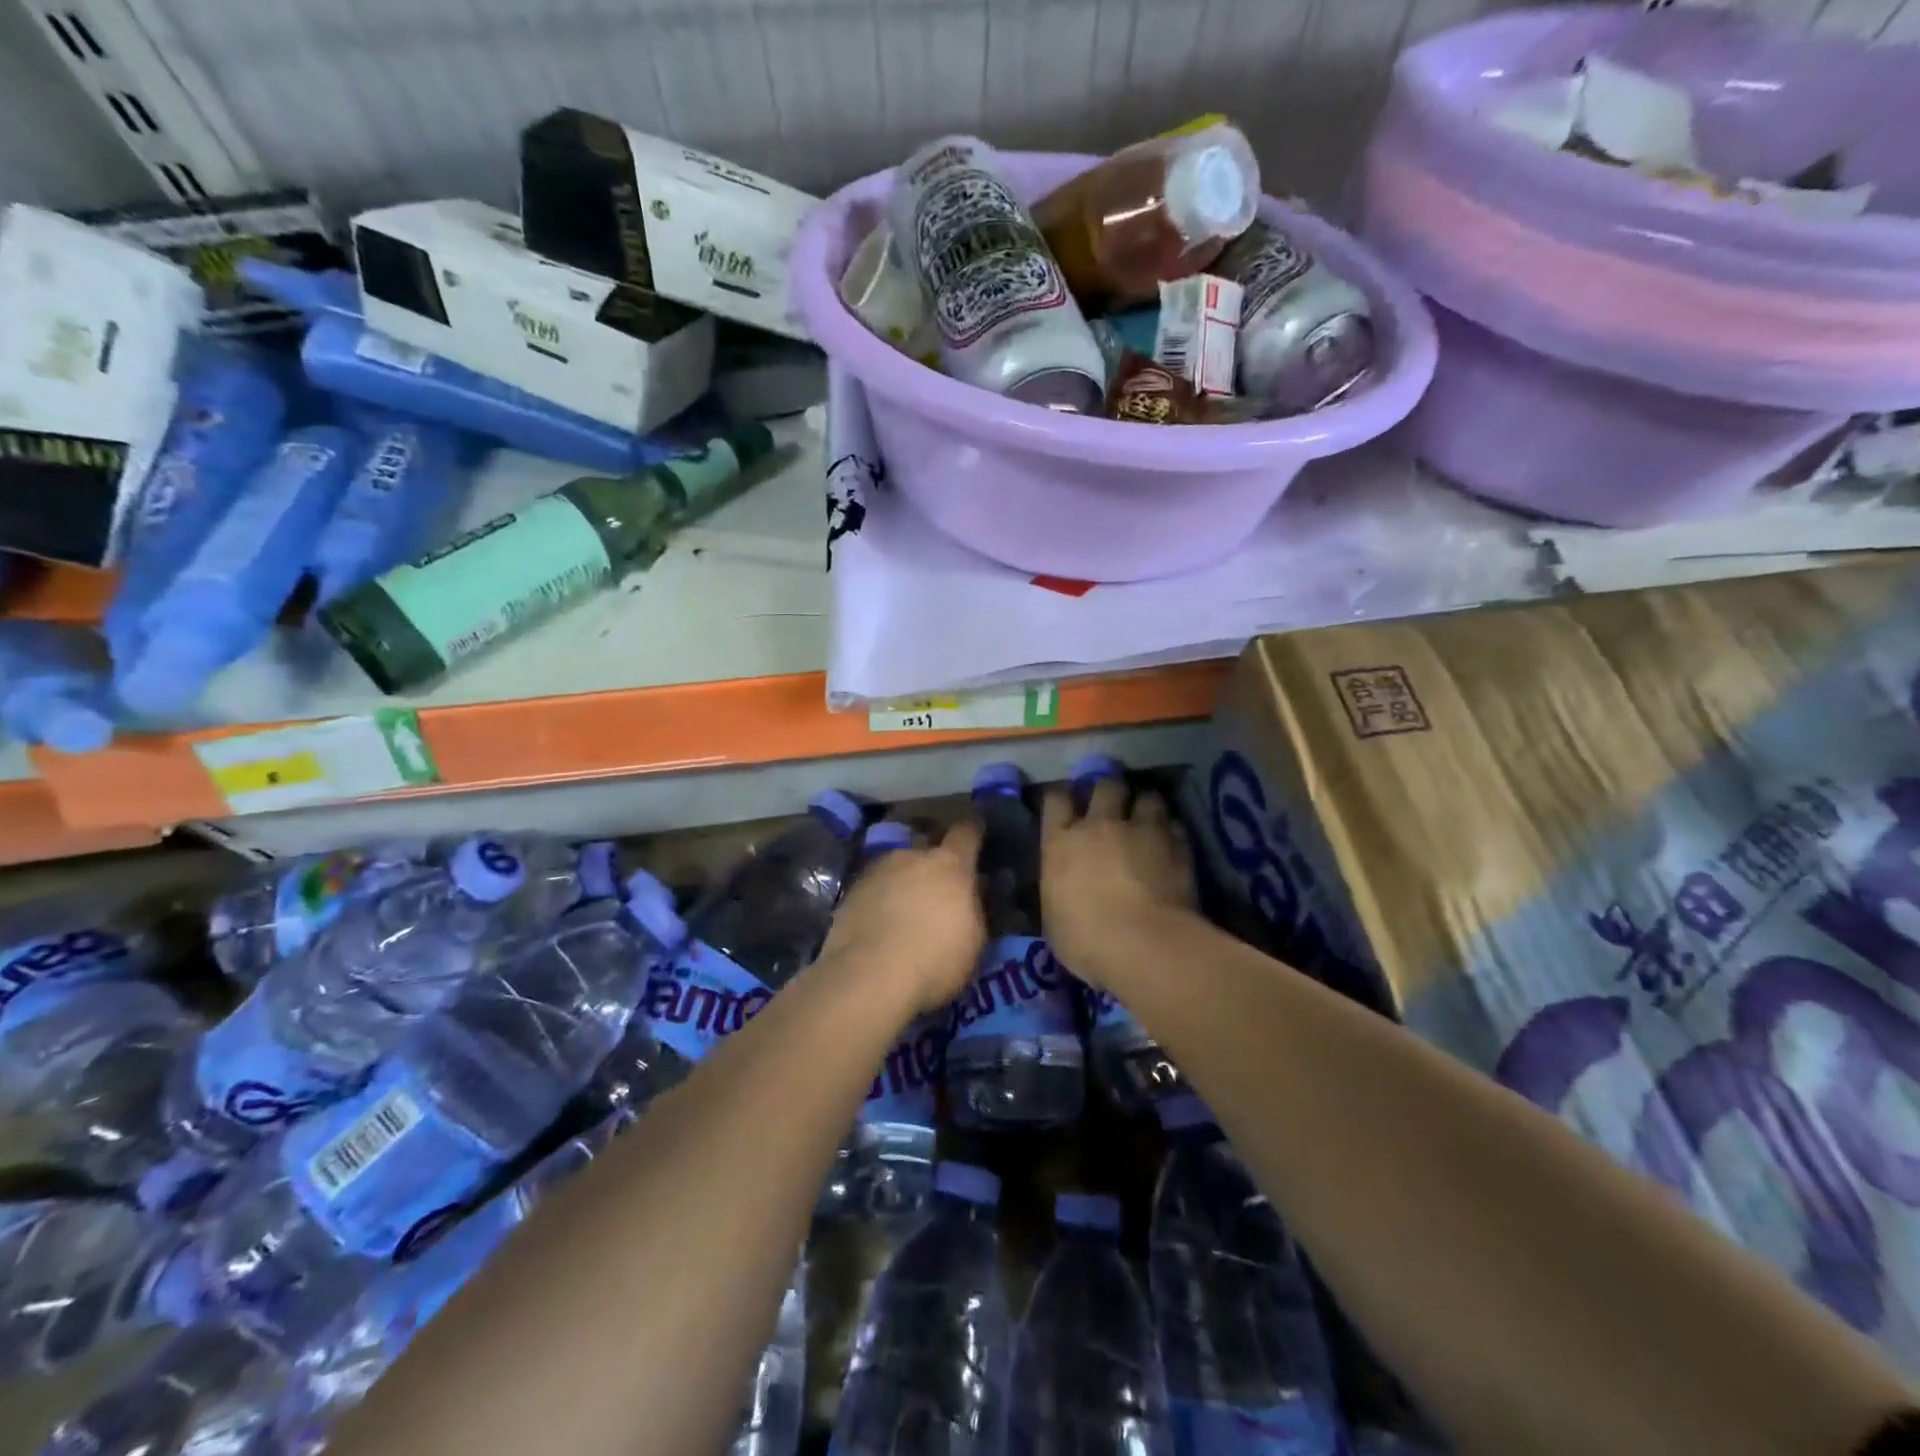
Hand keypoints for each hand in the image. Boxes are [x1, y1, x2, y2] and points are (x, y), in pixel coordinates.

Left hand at [817, 821, 985, 1014]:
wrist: (868, 977)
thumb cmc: (935, 958)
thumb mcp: (975, 939)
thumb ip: (975, 905)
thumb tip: (975, 888)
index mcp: (949, 864)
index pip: (966, 831)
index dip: (973, 831)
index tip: (977, 833)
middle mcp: (911, 856)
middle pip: (926, 844)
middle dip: (933, 858)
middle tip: (939, 883)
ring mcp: (877, 870)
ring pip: (896, 865)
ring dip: (904, 878)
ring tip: (905, 906)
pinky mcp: (851, 891)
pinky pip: (874, 886)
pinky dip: (880, 897)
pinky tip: (880, 921)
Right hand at [1042, 778, 1197, 983]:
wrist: (1144, 945)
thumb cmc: (1086, 940)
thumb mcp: (1054, 918)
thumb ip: (1059, 891)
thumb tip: (1064, 887)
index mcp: (1061, 843)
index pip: (1056, 800)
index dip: (1061, 797)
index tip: (1065, 801)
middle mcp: (1100, 826)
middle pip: (1105, 786)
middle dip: (1109, 789)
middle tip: (1113, 800)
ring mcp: (1142, 831)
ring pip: (1146, 797)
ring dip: (1145, 803)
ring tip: (1147, 814)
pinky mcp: (1176, 845)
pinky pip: (1174, 825)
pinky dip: (1171, 830)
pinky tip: (1171, 841)